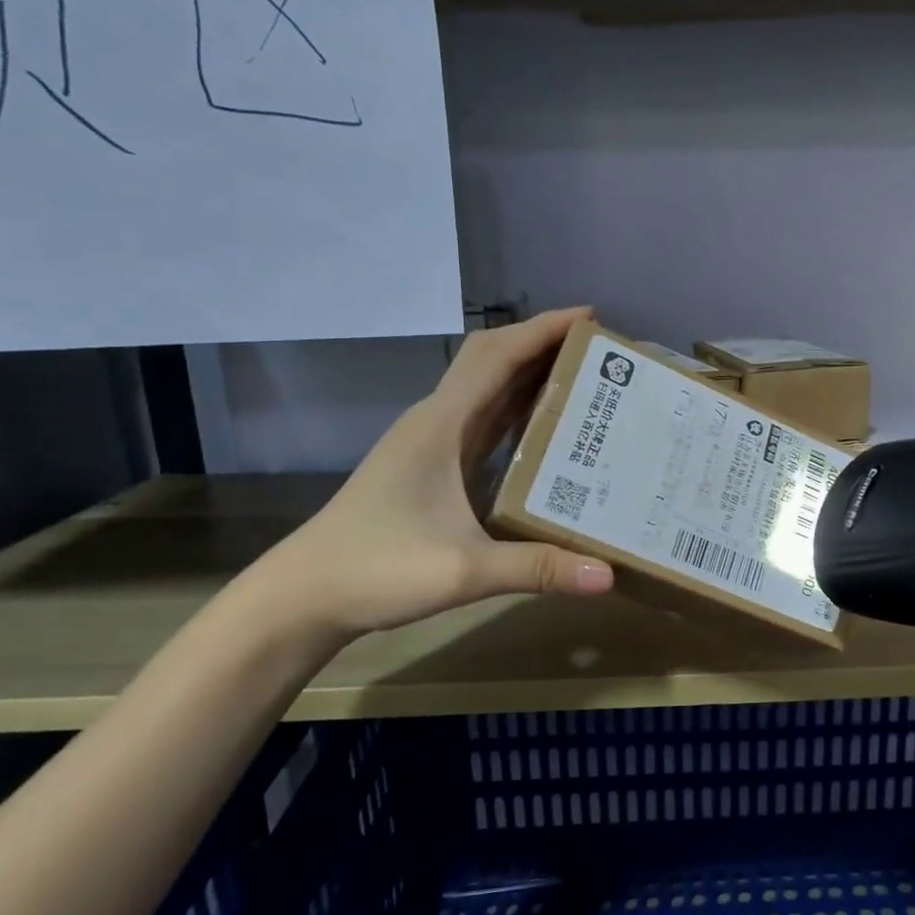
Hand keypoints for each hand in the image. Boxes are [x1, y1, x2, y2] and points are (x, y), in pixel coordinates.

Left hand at [257, 308, 613, 640]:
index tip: (591, 318)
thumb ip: (537, 568)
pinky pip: (483, 421)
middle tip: (597, 352)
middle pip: (492, 361)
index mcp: (441, 426)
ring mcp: (431, 442)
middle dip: (542, 344)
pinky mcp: (432, 466)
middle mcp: (437, 422)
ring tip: (586, 380)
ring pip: (487, 389)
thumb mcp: (463, 571)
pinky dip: (517, 410)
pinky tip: (546, 428)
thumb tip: (607, 576)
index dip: (543, 330)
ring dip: (531, 374)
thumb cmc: (377, 570)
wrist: (306, 596)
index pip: (497, 357)